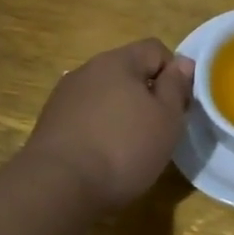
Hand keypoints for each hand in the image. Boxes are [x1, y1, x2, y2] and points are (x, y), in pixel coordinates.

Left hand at [24, 39, 193, 210]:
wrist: (58, 186)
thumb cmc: (123, 148)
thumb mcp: (166, 118)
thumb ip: (176, 86)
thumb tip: (183, 63)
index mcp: (118, 61)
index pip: (155, 49)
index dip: (174, 74)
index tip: (179, 106)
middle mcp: (87, 70)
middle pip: (128, 72)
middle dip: (147, 95)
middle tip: (159, 129)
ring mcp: (64, 96)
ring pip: (106, 95)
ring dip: (122, 113)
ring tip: (130, 147)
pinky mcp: (50, 122)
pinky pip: (86, 116)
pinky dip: (100, 129)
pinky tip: (103, 156)